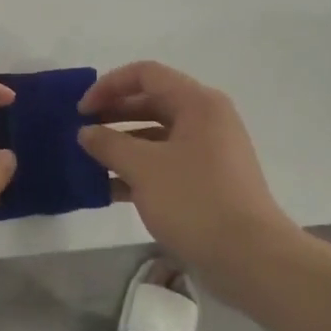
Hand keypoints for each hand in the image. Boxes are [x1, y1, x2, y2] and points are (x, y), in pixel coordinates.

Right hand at [77, 61, 297, 275]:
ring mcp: (209, 151)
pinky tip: (109, 188)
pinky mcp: (207, 180)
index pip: (146, 74)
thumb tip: (86, 132)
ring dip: (122, 144)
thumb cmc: (195, 200)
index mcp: (197, 103)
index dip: (108, 85)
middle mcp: (206, 119)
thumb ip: (109, 144)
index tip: (81, 110)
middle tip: (81, 132)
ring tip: (90, 161)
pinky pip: (166, 162)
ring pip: (157, 135)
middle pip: (152, 101)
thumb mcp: (143, 168)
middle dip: (113, 114)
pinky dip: (139, 169)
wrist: (250, 256)